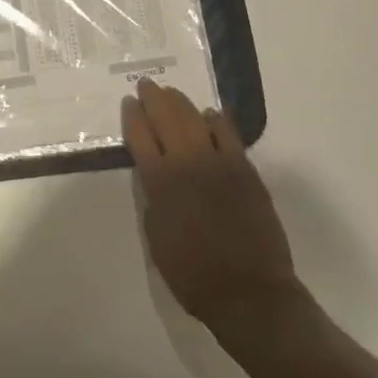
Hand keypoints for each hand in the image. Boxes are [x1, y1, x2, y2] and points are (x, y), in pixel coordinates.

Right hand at [123, 79, 309, 341]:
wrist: (249, 291)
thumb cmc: (193, 273)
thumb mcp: (156, 237)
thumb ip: (152, 199)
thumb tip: (153, 175)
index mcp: (159, 181)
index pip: (139, 135)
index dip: (132, 115)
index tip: (128, 102)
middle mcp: (186, 162)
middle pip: (166, 117)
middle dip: (154, 98)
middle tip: (147, 85)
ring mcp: (219, 161)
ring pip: (196, 118)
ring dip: (181, 103)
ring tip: (172, 93)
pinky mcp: (245, 168)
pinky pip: (229, 133)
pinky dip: (216, 119)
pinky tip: (210, 114)